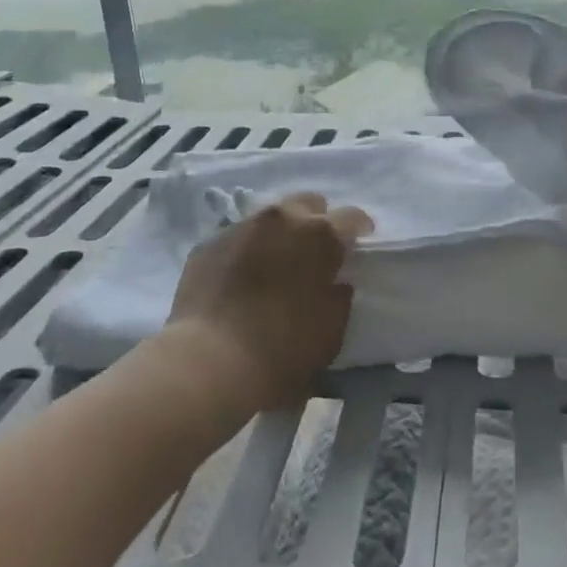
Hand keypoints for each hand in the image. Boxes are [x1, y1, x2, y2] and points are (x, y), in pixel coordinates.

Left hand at [164, 193, 372, 410]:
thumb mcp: (331, 330)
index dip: (359, 230)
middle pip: (308, 203)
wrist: (208, 363)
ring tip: (275, 264)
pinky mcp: (208, 243)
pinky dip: (246, 251)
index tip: (358, 245)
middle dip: (316, 222)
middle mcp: (281, 218)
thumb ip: (338, 296)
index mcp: (320, 234)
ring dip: (279, 234)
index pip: (352, 217)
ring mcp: (241, 226)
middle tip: (314, 253)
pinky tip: (241, 279)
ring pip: (270, 218)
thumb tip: (335, 283)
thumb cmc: (282, 351)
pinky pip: (237, 238)